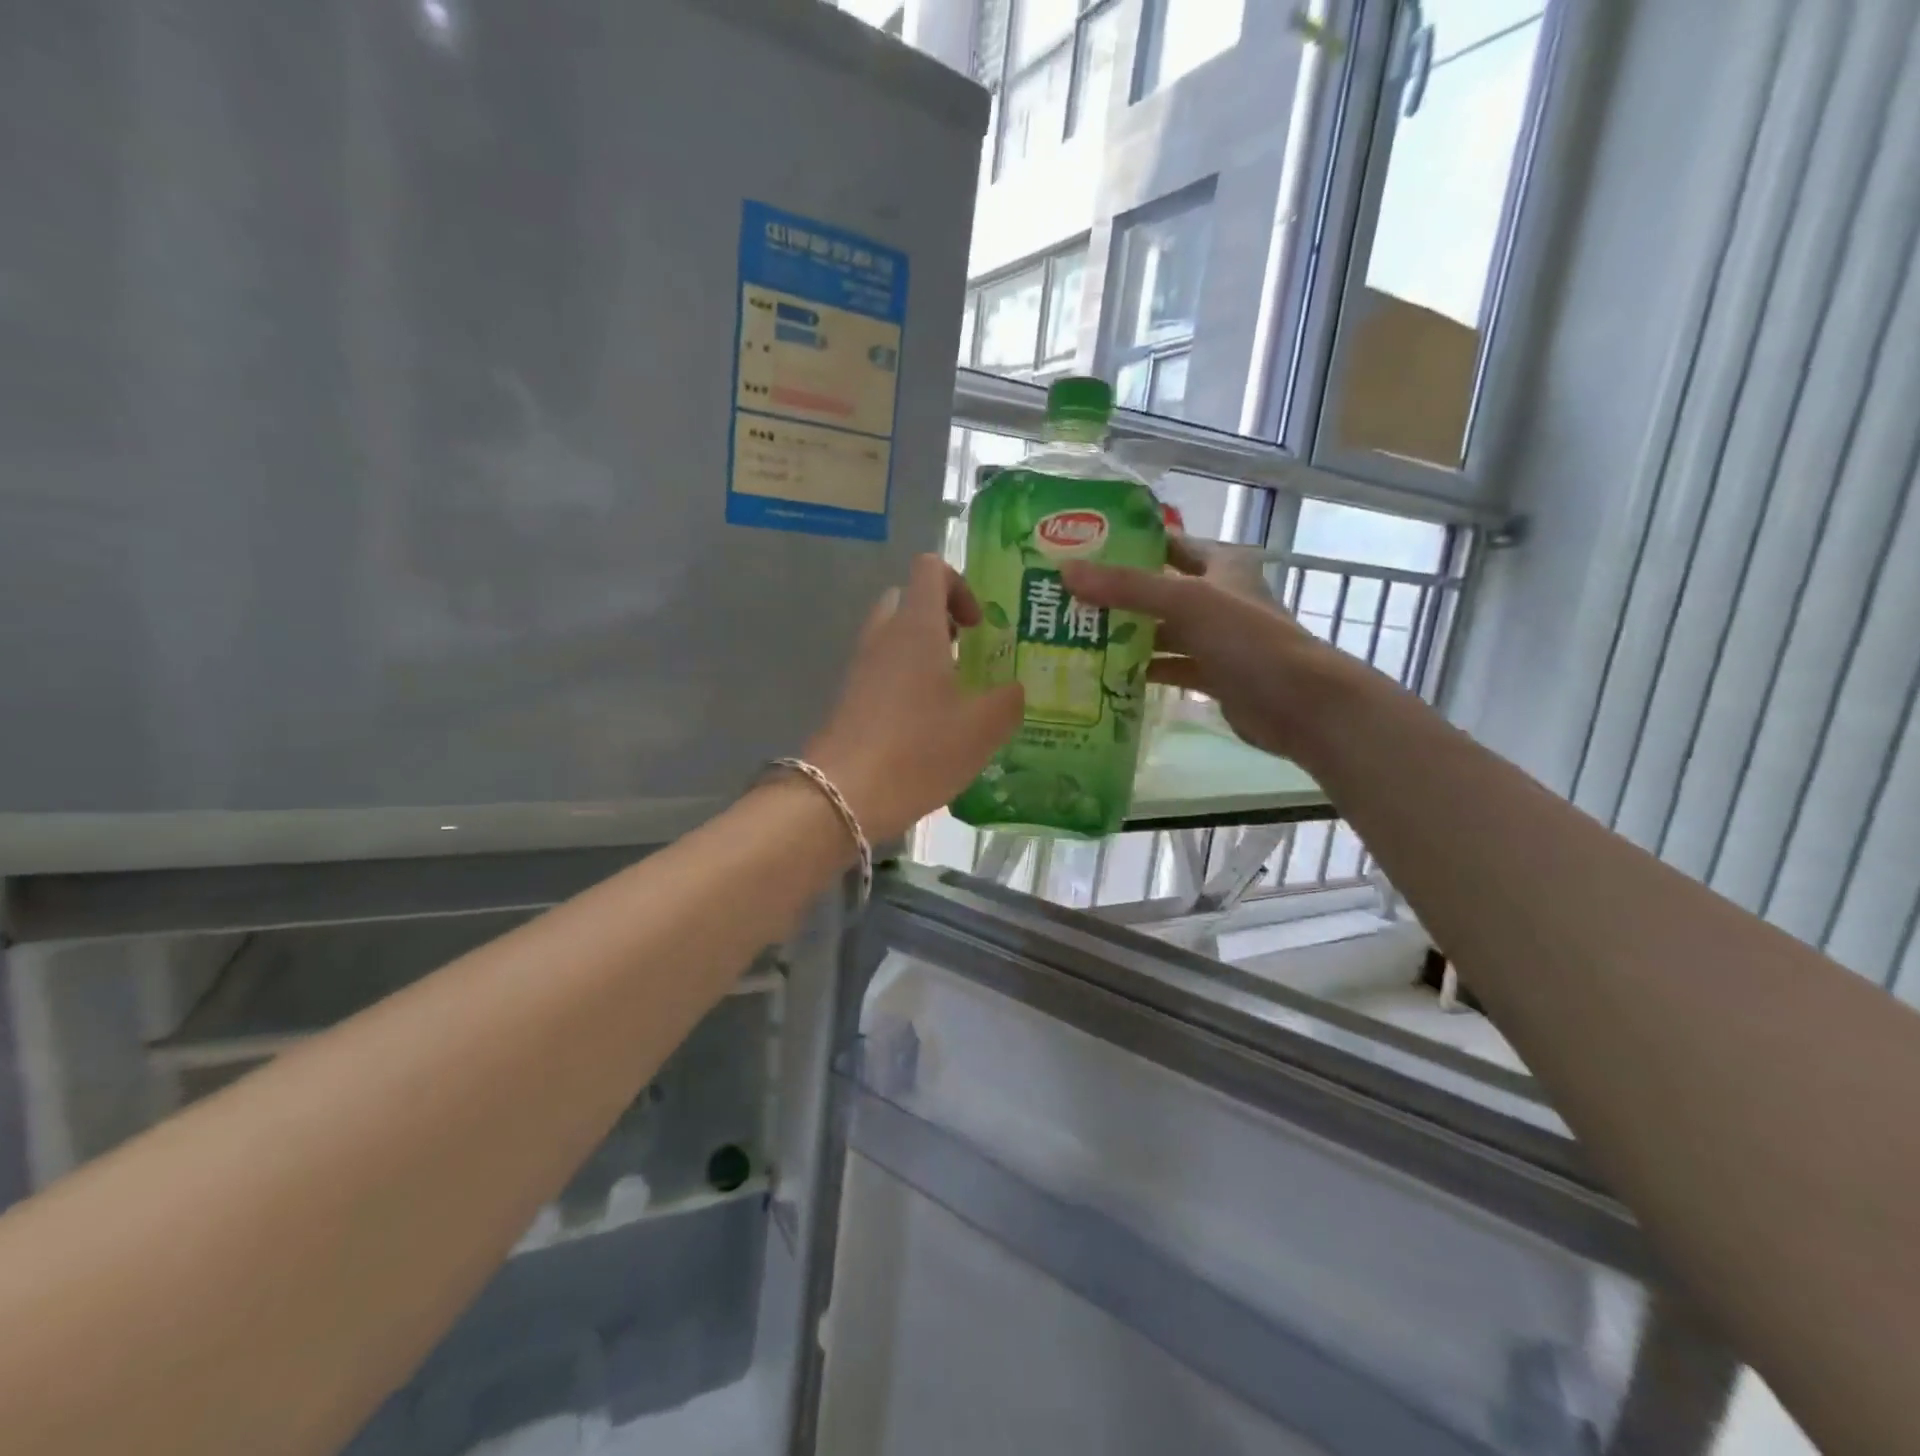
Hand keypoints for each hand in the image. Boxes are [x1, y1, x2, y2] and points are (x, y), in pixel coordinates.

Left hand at [806, 554, 1023, 840]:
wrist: (845, 794)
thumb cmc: (920, 750)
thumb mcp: (983, 728)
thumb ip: (1009, 700)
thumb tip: (1015, 690)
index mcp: (917, 627)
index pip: (930, 569)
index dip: (960, 585)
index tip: (978, 626)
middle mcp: (884, 636)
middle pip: (909, 601)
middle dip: (941, 619)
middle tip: (967, 654)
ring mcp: (861, 667)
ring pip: (893, 638)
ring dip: (923, 653)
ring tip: (954, 694)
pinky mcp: (850, 698)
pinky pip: (882, 671)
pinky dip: (906, 682)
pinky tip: (929, 724)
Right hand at [1061, 535, 1375, 763]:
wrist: (1301, 704)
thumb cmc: (1249, 640)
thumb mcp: (1187, 602)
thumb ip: (1128, 587)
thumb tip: (1067, 570)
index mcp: (1220, 566)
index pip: (1169, 544)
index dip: (1131, 542)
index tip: (1084, 548)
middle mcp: (1217, 597)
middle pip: (1159, 590)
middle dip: (1118, 595)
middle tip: (1068, 598)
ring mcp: (1216, 639)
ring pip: (1162, 631)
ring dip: (1127, 635)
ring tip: (1077, 637)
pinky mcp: (1214, 675)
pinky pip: (1170, 667)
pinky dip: (1144, 670)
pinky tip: (1108, 675)